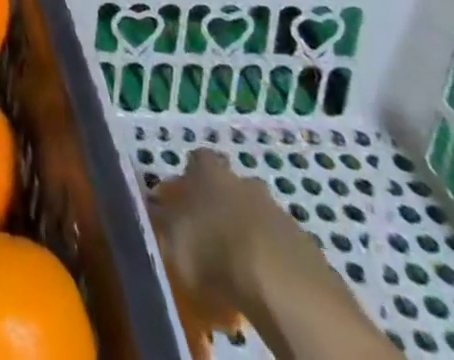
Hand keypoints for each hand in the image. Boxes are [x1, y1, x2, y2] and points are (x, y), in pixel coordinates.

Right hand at [145, 150, 293, 357]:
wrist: (283, 287)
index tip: (179, 204)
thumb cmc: (214, 251)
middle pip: (229, 188)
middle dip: (219, 209)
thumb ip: (157, 220)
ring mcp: (279, 212)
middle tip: (207, 242)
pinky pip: (280, 251)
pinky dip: (270, 265)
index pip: (196, 160)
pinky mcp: (308, 249)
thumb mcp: (170, 238)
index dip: (187, 180)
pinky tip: (261, 293)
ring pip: (256, 219)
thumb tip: (146, 206)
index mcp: (209, 171)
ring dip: (246, 238)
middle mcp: (243, 180)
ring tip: (234, 276)